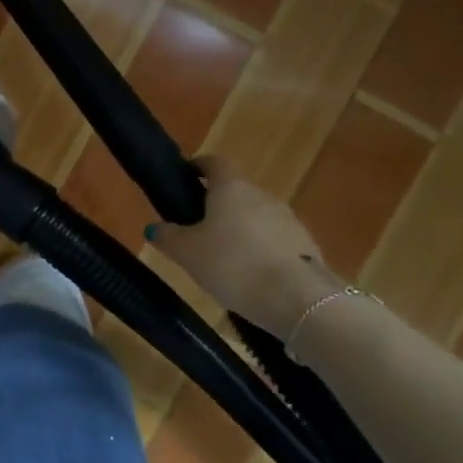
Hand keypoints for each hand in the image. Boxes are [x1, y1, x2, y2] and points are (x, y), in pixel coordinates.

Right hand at [149, 157, 343, 336]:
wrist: (297, 299)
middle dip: (218, 206)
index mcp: (231, 189)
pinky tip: (252, 277)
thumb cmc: (233, 264)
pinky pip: (276, 242)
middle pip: (237, 193)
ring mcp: (290, 221)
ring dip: (242, 231)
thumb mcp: (186, 253)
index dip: (199, 166)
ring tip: (226, 260)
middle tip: (199, 230)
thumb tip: (155, 227)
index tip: (186, 175)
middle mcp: (263, 197)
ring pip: (258, 218)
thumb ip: (168, 236)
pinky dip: (262, 252)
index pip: (215, 163)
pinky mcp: (307, 247)